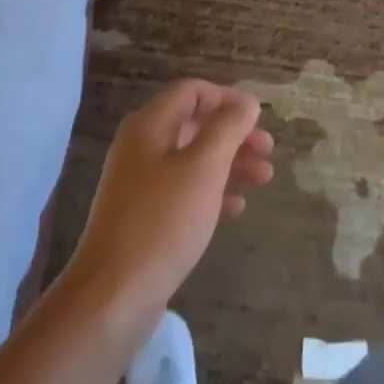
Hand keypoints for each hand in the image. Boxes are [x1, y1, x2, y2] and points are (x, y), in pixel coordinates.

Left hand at [66, 80, 273, 317]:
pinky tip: (237, 207)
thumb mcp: (204, 168)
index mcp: (149, 125)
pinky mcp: (144, 214)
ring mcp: (140, 181)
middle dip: (234, 134)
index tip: (259, 119)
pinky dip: (212, 191)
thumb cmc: (164, 221)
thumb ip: (227, 128)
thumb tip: (247, 101)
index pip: (191, 91)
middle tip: (268, 151)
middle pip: (194, 124)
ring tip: (264, 179)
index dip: (227, 98)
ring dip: (229, 163)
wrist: (115, 291)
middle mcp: (141, 146)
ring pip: (192, 159)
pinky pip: (183, 190)